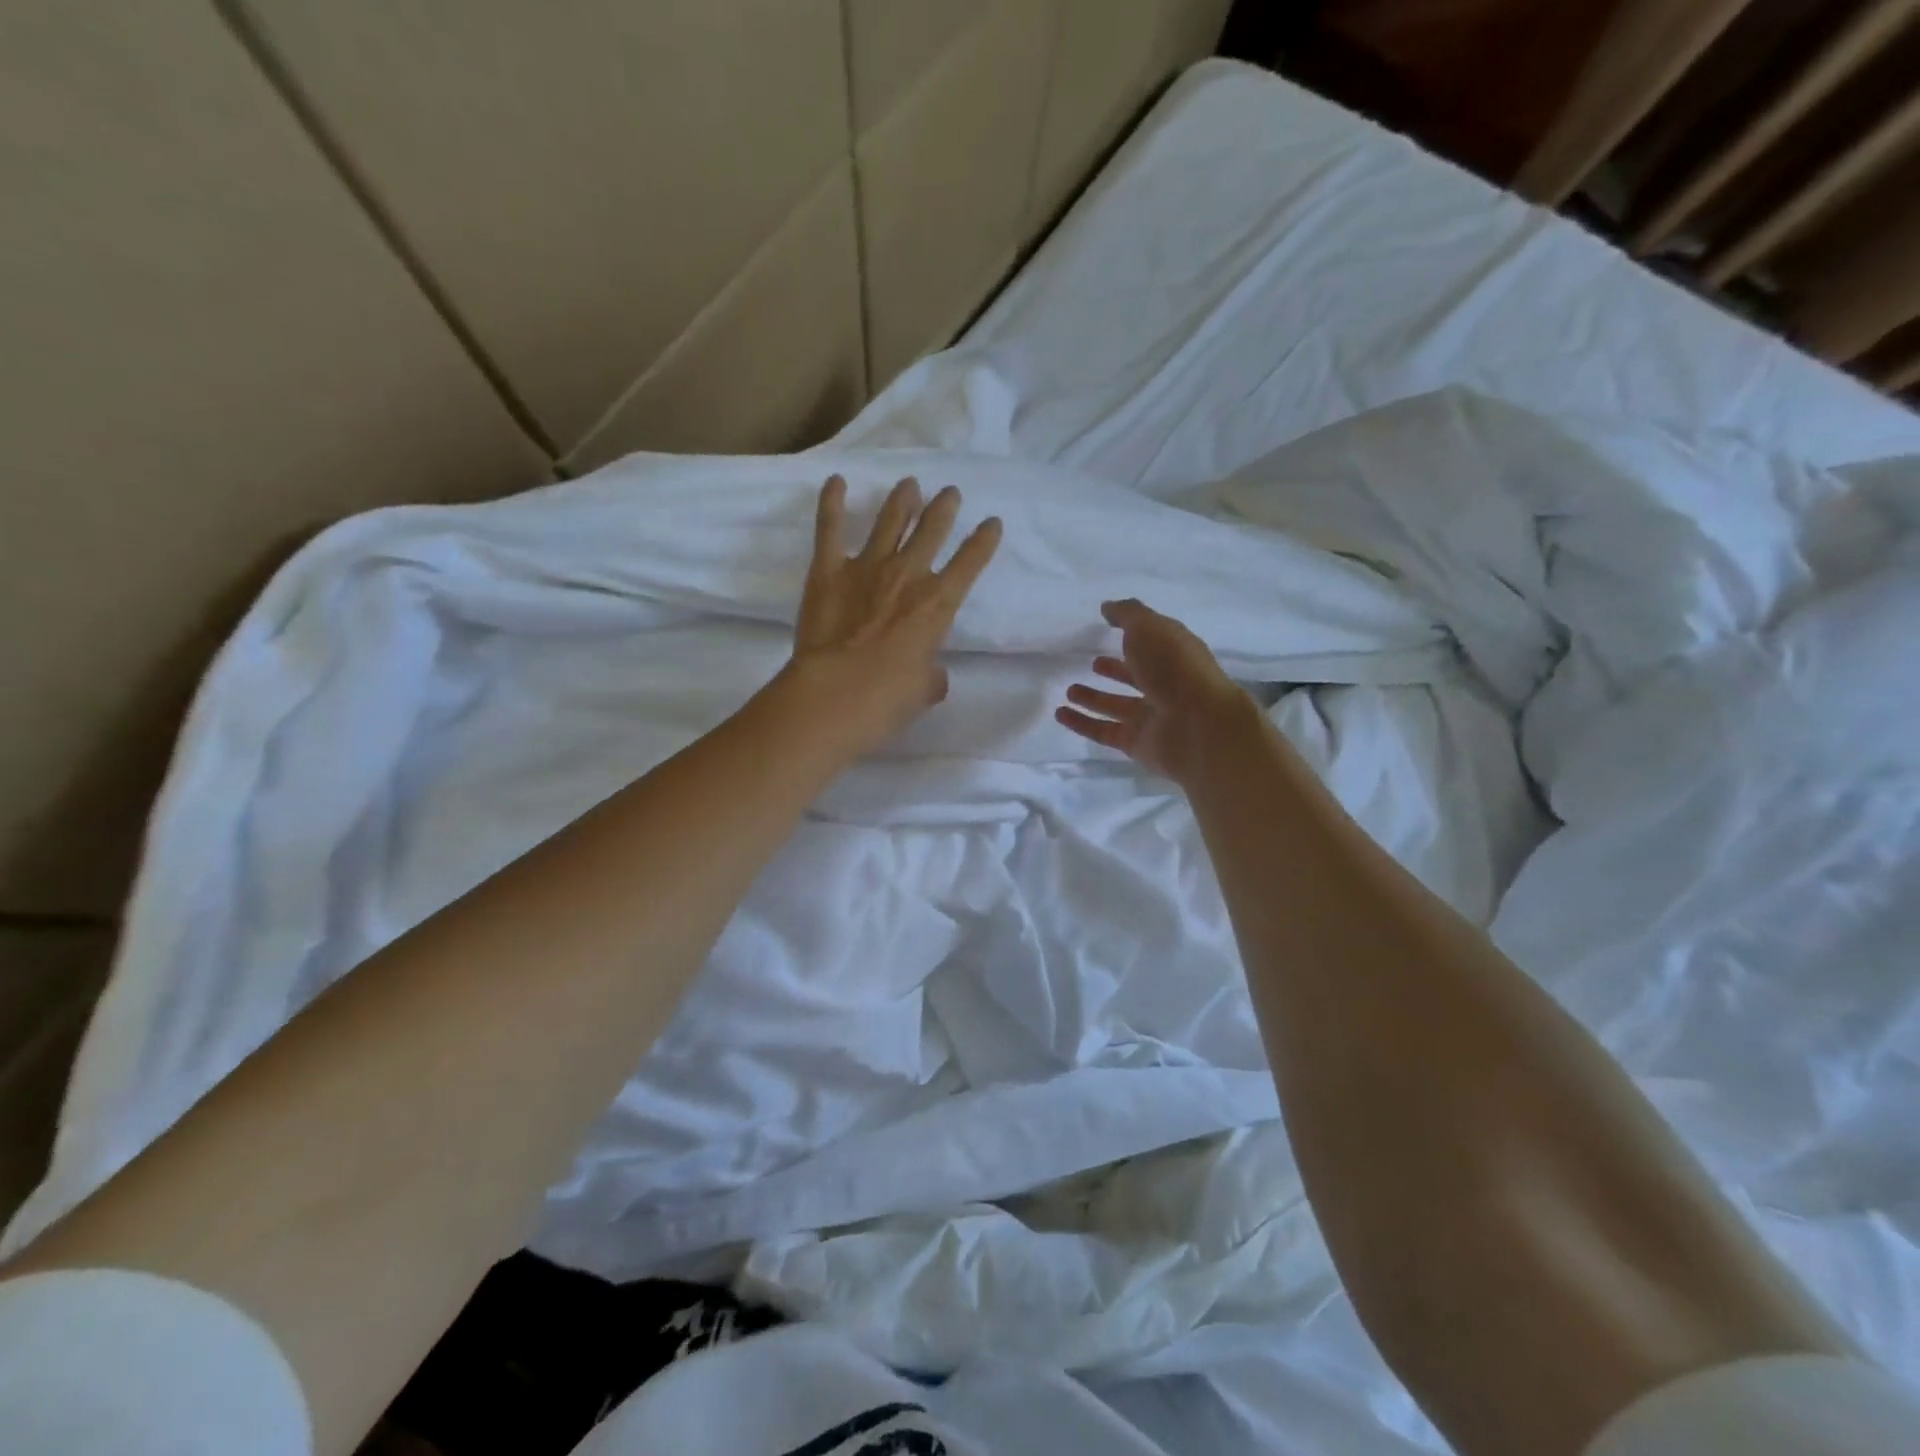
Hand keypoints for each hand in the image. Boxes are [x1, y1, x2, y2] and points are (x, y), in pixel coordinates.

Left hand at [780, 474, 1000, 755]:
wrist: (835, 695)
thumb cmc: (888, 700)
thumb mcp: (924, 692)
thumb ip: (931, 675)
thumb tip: (930, 673)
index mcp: (937, 605)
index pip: (970, 563)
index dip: (983, 541)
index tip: (992, 523)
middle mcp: (907, 575)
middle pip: (931, 530)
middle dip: (944, 509)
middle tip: (950, 493)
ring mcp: (866, 568)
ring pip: (889, 521)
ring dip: (902, 501)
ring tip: (909, 485)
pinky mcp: (827, 571)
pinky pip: (830, 529)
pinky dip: (831, 503)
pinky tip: (835, 482)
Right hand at [1056, 599, 1252, 783]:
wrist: (1198, 726)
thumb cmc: (1175, 667)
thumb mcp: (1150, 627)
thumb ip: (1127, 614)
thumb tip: (1108, 607)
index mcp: (1173, 655)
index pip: (1151, 642)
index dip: (1133, 634)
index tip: (1108, 626)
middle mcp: (1164, 685)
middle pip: (1135, 676)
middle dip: (1115, 669)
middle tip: (1092, 663)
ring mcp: (1150, 717)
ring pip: (1116, 705)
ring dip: (1093, 698)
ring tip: (1069, 690)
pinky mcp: (1135, 743)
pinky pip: (1102, 731)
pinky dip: (1081, 723)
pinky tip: (1060, 714)